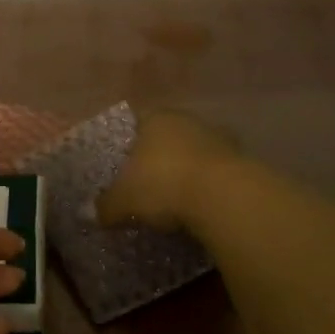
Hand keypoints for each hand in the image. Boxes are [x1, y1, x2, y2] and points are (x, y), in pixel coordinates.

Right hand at [97, 109, 241, 231]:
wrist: (223, 197)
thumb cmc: (163, 186)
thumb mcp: (123, 201)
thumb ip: (105, 206)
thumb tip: (91, 214)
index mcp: (155, 119)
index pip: (137, 123)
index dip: (129, 145)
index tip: (125, 166)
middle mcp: (188, 121)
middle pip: (168, 137)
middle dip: (159, 158)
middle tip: (148, 184)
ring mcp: (219, 138)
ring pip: (195, 152)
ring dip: (187, 170)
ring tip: (176, 199)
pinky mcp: (242, 160)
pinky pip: (216, 172)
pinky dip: (208, 185)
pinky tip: (200, 206)